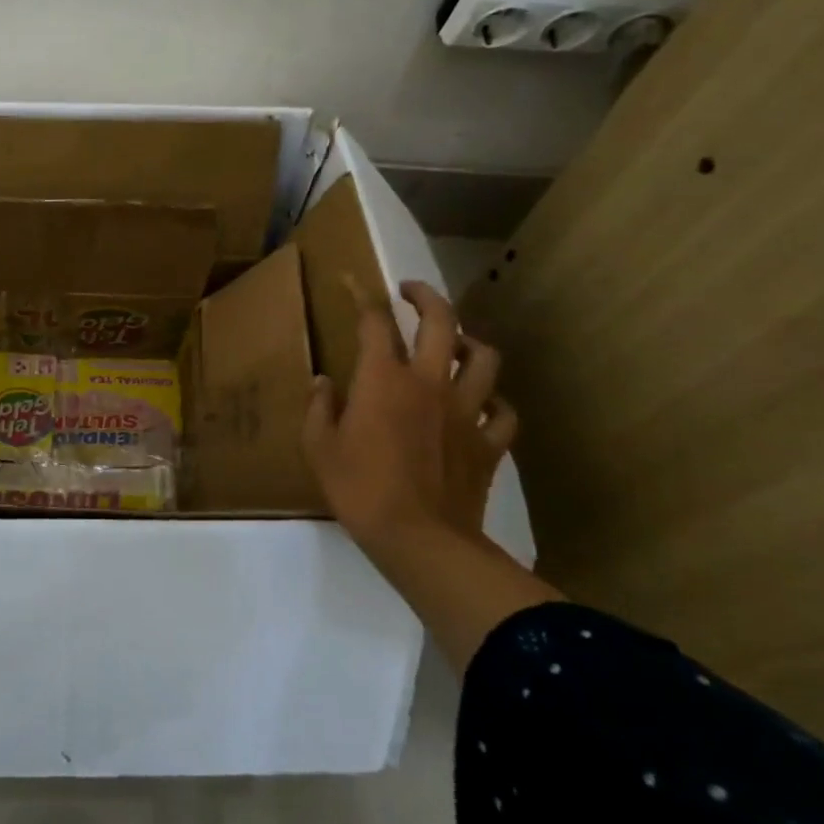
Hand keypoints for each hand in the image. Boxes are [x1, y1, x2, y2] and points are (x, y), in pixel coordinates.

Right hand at [301, 280, 517, 550]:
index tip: (354, 283)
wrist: (421, 540)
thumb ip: (319, 408)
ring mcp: (466, 412)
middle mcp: (428, 382)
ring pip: (483, 358)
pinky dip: (495, 402)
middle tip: (411, 291)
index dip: (363, 296)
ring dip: (469, 342)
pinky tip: (484, 404)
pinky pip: (504, 412)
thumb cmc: (359, 489)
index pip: (375, 322)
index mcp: (383, 379)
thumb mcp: (319, 447)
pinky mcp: (488, 444)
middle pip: (441, 322)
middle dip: (425, 296)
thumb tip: (324, 382)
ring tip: (455, 343)